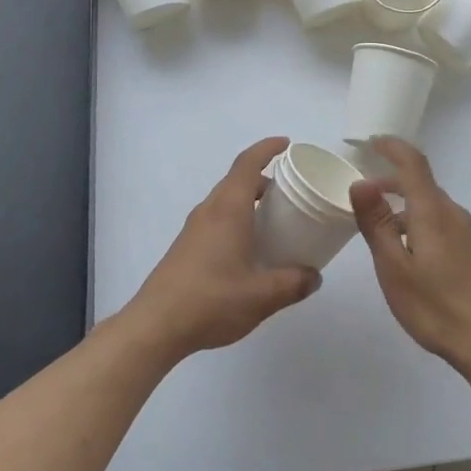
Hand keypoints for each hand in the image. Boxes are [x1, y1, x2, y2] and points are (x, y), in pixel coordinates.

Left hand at [123, 137, 320, 360]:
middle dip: (265, 178)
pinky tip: (250, 248)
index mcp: (228, 209)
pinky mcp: (187, 246)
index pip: (248, 163)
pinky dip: (238, 219)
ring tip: (276, 220)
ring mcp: (194, 228)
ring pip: (226, 200)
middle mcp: (209, 210)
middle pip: (237, 180)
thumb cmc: (211, 301)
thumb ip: (293, 283)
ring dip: (250, 200)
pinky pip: (217, 218)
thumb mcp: (262, 296)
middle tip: (292, 191)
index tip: (287, 144)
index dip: (267, 148)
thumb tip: (314, 276)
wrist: (156, 326)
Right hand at [350, 138, 470, 375]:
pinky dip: (422, 223)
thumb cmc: (435, 306)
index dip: (393, 147)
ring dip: (406, 207)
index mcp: (433, 211)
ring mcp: (469, 233)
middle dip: (392, 183)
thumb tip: (360, 183)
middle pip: (422, 184)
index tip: (372, 143)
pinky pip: (444, 224)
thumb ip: (376, 223)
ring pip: (433, 206)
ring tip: (383, 233)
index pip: (413, 163)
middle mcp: (454, 214)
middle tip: (365, 197)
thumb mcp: (394, 268)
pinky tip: (413, 254)